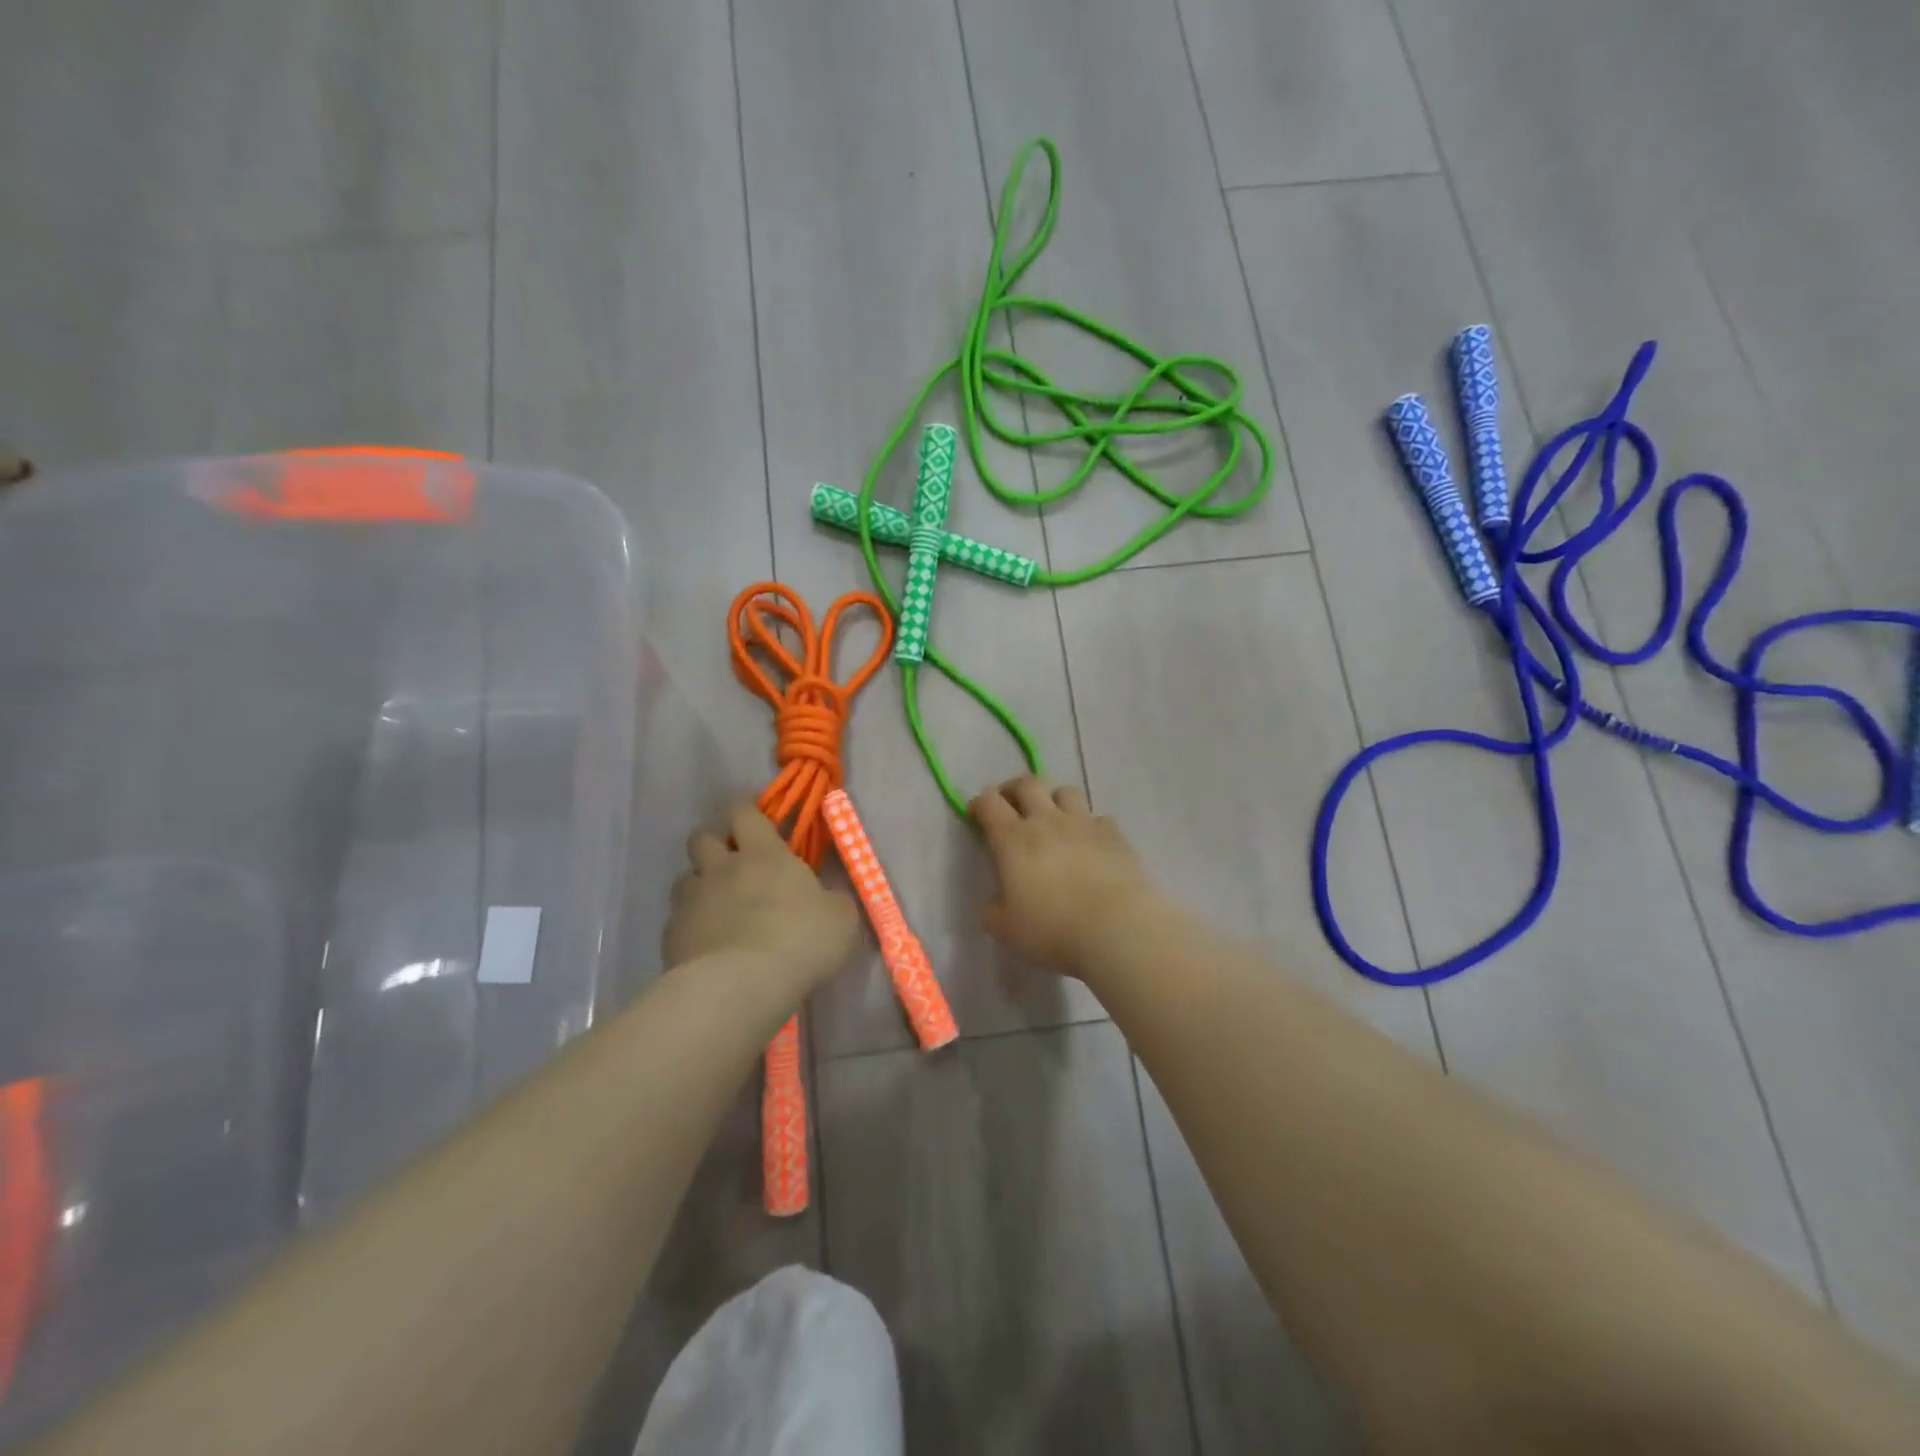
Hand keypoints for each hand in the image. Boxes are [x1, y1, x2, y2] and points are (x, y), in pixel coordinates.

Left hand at [665, 801, 860, 994]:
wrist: (741, 986)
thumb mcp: (840, 918)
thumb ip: (833, 900)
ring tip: (716, 907)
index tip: (753, 813)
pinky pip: (677, 920)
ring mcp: (692, 901)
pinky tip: (706, 946)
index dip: (745, 807)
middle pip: (702, 837)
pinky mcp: (672, 935)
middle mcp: (721, 868)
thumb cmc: (800, 941)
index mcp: (763, 853)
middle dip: (714, 842)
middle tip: (732, 862)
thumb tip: (828, 898)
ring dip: (699, 885)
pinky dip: (690, 926)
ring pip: (685, 878)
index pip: (743, 811)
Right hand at [969, 776, 1164, 976]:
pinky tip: (1090, 844)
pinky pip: (1099, 818)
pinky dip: (1090, 826)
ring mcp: (1084, 824)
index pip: (989, 802)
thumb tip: (996, 901)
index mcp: (1013, 839)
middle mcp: (1047, 821)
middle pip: (1028, 783)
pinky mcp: (1114, 835)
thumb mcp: (1004, 929)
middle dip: (1014, 789)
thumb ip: (992, 910)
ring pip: (1066, 792)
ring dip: (1054, 800)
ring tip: (1053, 819)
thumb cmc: (1052, 930)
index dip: (980, 803)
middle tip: (1011, 806)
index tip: (977, 815)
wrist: (1116, 929)